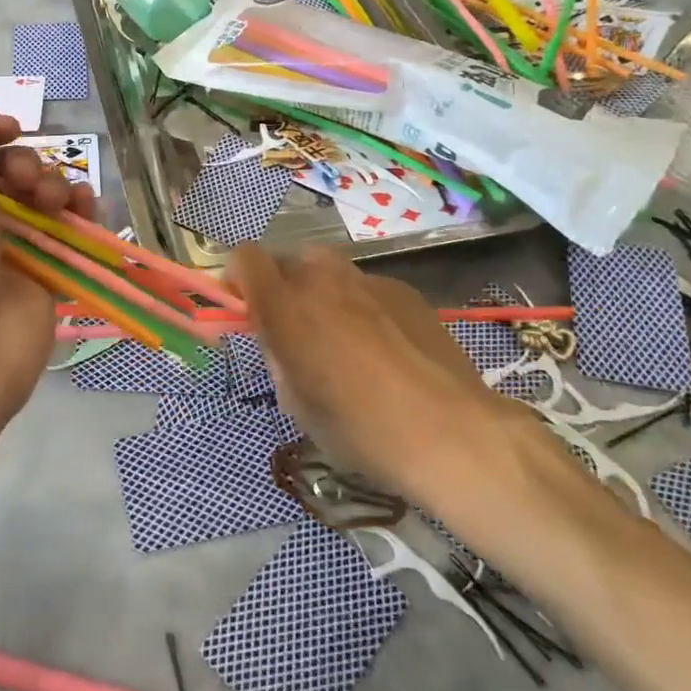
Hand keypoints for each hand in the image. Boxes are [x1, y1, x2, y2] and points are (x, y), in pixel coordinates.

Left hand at [0, 80, 97, 432]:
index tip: (5, 129)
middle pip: (7, 167)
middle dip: (23, 163)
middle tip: (23, 181)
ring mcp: (9, 245)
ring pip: (41, 193)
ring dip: (52, 185)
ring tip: (52, 203)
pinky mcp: (45, 269)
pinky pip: (69, 227)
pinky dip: (79, 212)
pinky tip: (83, 209)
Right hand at [230, 244, 572, 522]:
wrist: (451, 433)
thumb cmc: (360, 428)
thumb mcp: (297, 402)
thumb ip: (278, 357)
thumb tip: (280, 341)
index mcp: (285, 304)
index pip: (244, 258)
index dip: (238, 279)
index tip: (246, 309)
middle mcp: (321, 278)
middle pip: (287, 262)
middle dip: (284, 289)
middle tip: (297, 332)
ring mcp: (367, 279)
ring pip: (328, 273)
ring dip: (323, 296)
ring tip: (345, 341)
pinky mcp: (404, 290)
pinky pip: (366, 288)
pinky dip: (362, 307)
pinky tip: (387, 351)